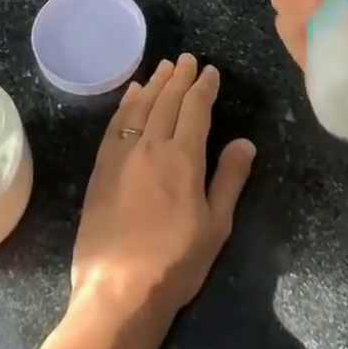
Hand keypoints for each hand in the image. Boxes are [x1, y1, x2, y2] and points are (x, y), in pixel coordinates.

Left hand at [69, 54, 256, 330]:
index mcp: (183, 158)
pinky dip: (127, 102)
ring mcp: (122, 153)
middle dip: (180, 77)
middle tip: (188, 59)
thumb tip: (245, 142)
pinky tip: (132, 93)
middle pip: (167, 100)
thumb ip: (229, 179)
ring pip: (140, 106)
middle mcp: (151, 145)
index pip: (196, 109)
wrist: (118, 289)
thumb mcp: (215, 226)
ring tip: (164, 66)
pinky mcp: (102, 166)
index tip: (211, 71)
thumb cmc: (175, 262)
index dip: (204, 87)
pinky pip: (116, 122)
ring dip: (154, 83)